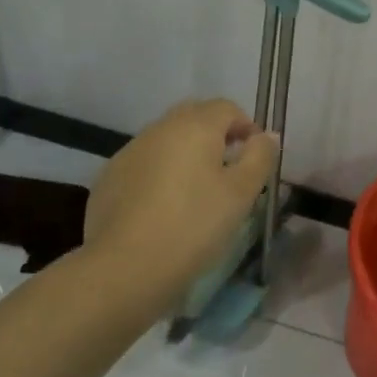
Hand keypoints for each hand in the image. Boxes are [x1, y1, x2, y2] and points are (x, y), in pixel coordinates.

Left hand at [84, 99, 278, 312]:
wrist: (123, 268)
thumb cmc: (193, 226)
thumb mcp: (241, 194)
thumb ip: (260, 157)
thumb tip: (267, 135)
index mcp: (195, 125)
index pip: (227, 108)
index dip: (246, 127)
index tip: (255, 158)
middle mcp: (161, 128)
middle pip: (195, 118)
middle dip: (216, 137)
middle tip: (229, 173)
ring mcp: (130, 151)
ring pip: (167, 140)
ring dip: (186, 155)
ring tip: (196, 193)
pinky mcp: (109, 177)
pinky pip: (145, 164)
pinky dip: (159, 174)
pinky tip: (163, 209)